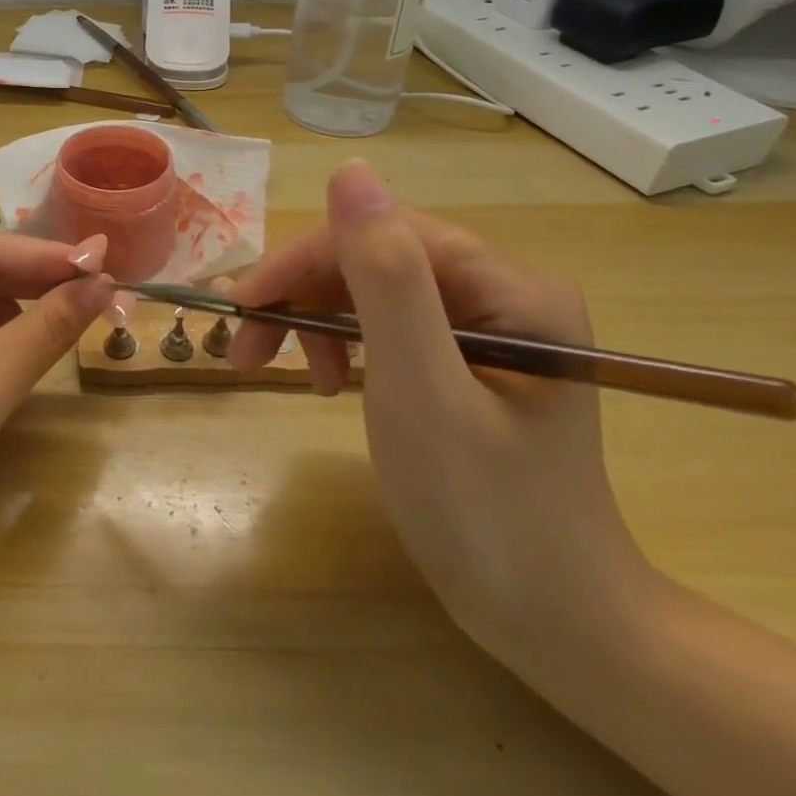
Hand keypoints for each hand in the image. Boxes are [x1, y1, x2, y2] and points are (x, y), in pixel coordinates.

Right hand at [228, 161, 648, 653]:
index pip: (381, 235)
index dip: (302, 262)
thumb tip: (351, 171)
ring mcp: (485, 327)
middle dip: (302, 298)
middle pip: (373, 259)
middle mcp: (501, 291)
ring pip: (371, 290)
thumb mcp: (421, 390)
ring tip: (293, 376)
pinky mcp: (466, 360)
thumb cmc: (486, 511)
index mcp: (508, 287)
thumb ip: (386, 278)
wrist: (556, 624)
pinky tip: (332, 383)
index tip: (240, 310)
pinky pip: (386, 326)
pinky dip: (344, 346)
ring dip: (316, 322)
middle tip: (245, 351)